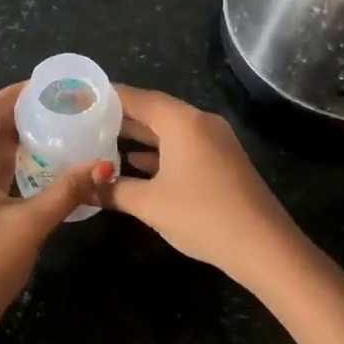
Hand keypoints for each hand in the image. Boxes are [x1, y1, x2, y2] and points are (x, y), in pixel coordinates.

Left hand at [0, 83, 112, 343]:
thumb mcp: (30, 225)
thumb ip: (67, 191)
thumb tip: (104, 165)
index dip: (14, 96)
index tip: (45, 86)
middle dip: (19, 122)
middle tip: (59, 113)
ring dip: (14, 149)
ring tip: (54, 137)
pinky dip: (6, 173)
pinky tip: (35, 174)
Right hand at [95, 86, 304, 287]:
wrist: (263, 246)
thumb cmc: (202, 215)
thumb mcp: (150, 205)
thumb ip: (113, 192)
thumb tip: (83, 188)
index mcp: (182, 122)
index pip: (138, 98)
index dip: (107, 97)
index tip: (80, 98)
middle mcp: (200, 123)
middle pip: (154, 111)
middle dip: (121, 118)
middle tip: (85, 122)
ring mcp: (215, 142)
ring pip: (169, 131)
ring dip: (139, 138)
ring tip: (102, 142)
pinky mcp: (222, 162)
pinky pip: (184, 147)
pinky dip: (159, 153)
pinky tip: (136, 166)